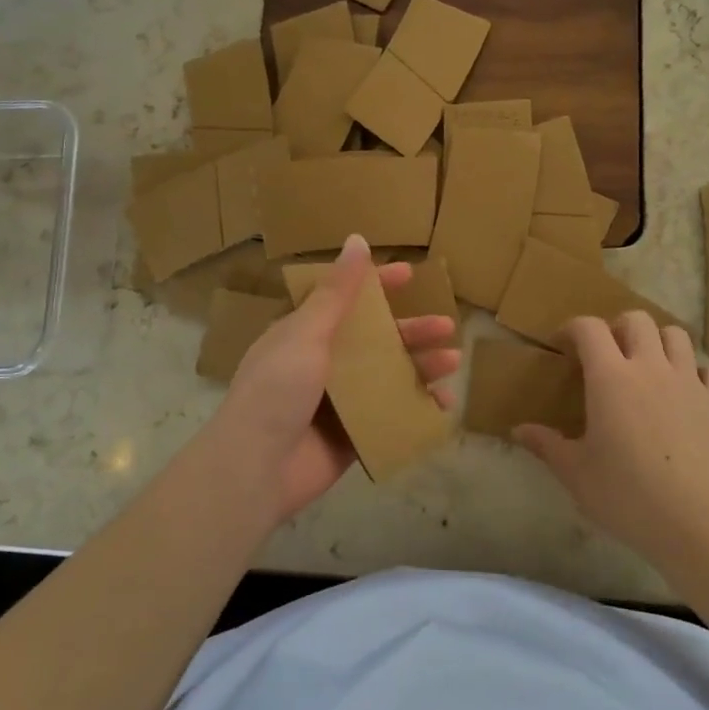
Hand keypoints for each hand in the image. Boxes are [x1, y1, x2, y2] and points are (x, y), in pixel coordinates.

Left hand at [211, 235, 458, 525]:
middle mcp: (323, 363)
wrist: (256, 469)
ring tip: (452, 363)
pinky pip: (391, 415)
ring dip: (420, 367)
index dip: (377, 285)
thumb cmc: (277, 390)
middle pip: (376, 340)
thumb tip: (356, 240)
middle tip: (447, 327)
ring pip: (388, 377)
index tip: (410, 275)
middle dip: (411, 332)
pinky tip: (442, 406)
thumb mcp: (306, 333)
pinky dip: (417, 409)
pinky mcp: (352, 435)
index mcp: (305, 334)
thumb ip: (336, 293)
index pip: (345, 300)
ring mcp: (339, 401)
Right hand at [514, 312, 708, 573]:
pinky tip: (685, 391)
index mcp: (610, 377)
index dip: (572, 328)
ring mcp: (689, 382)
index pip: (589, 328)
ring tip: (647, 366)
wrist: (699, 523)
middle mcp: (650, 367)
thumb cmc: (627, 495)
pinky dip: (695, 371)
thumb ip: (547, 445)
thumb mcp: (576, 473)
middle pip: (636, 320)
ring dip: (657, 341)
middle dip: (617, 328)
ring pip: (676, 335)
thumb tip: (518, 430)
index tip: (563, 345)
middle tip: (606, 355)